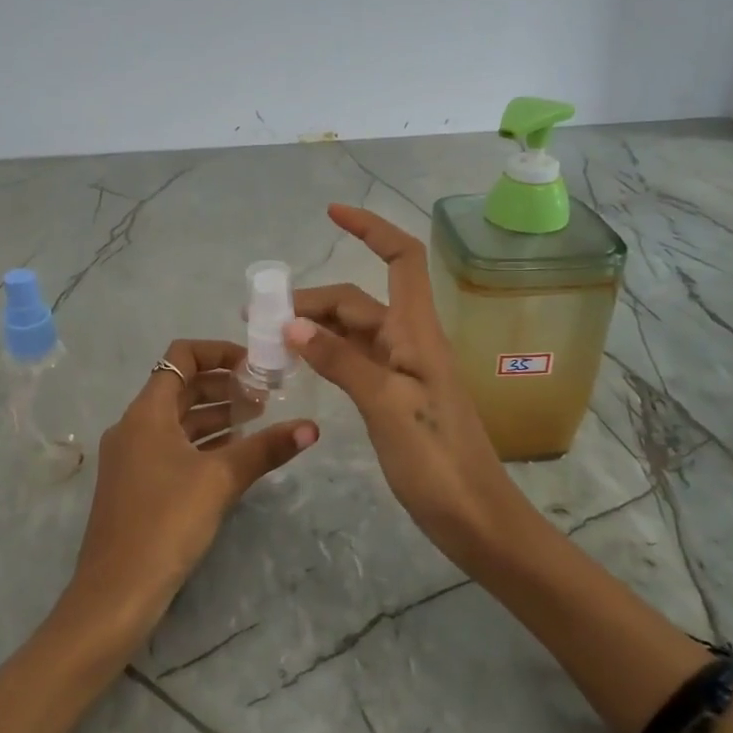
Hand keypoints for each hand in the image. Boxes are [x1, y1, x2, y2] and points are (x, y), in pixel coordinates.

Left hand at [62, 339, 316, 648]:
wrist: (115, 592)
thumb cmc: (166, 522)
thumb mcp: (220, 480)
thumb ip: (265, 449)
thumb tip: (312, 427)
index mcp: (147, 412)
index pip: (182, 356)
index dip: (219, 352)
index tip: (256, 366)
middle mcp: (134, 425)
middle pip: (181, 386)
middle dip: (224, 386)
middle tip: (267, 396)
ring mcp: (132, 456)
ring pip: (178, 419)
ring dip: (216, 415)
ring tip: (259, 420)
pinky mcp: (136, 484)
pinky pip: (172, 446)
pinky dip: (202, 442)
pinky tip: (233, 454)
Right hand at [287, 205, 521, 564]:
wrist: (474, 518)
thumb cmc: (437, 459)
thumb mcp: (386, 405)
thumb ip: (341, 361)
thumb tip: (292, 325)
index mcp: (417, 332)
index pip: (401, 259)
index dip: (370, 229)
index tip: (331, 213)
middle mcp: (409, 342)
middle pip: (358, 301)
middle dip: (311, 299)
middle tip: (258, 316)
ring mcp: (402, 370)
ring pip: (352, 332)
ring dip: (313, 328)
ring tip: (268, 339)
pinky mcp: (393, 397)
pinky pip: (353, 361)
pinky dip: (325, 355)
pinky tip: (299, 364)